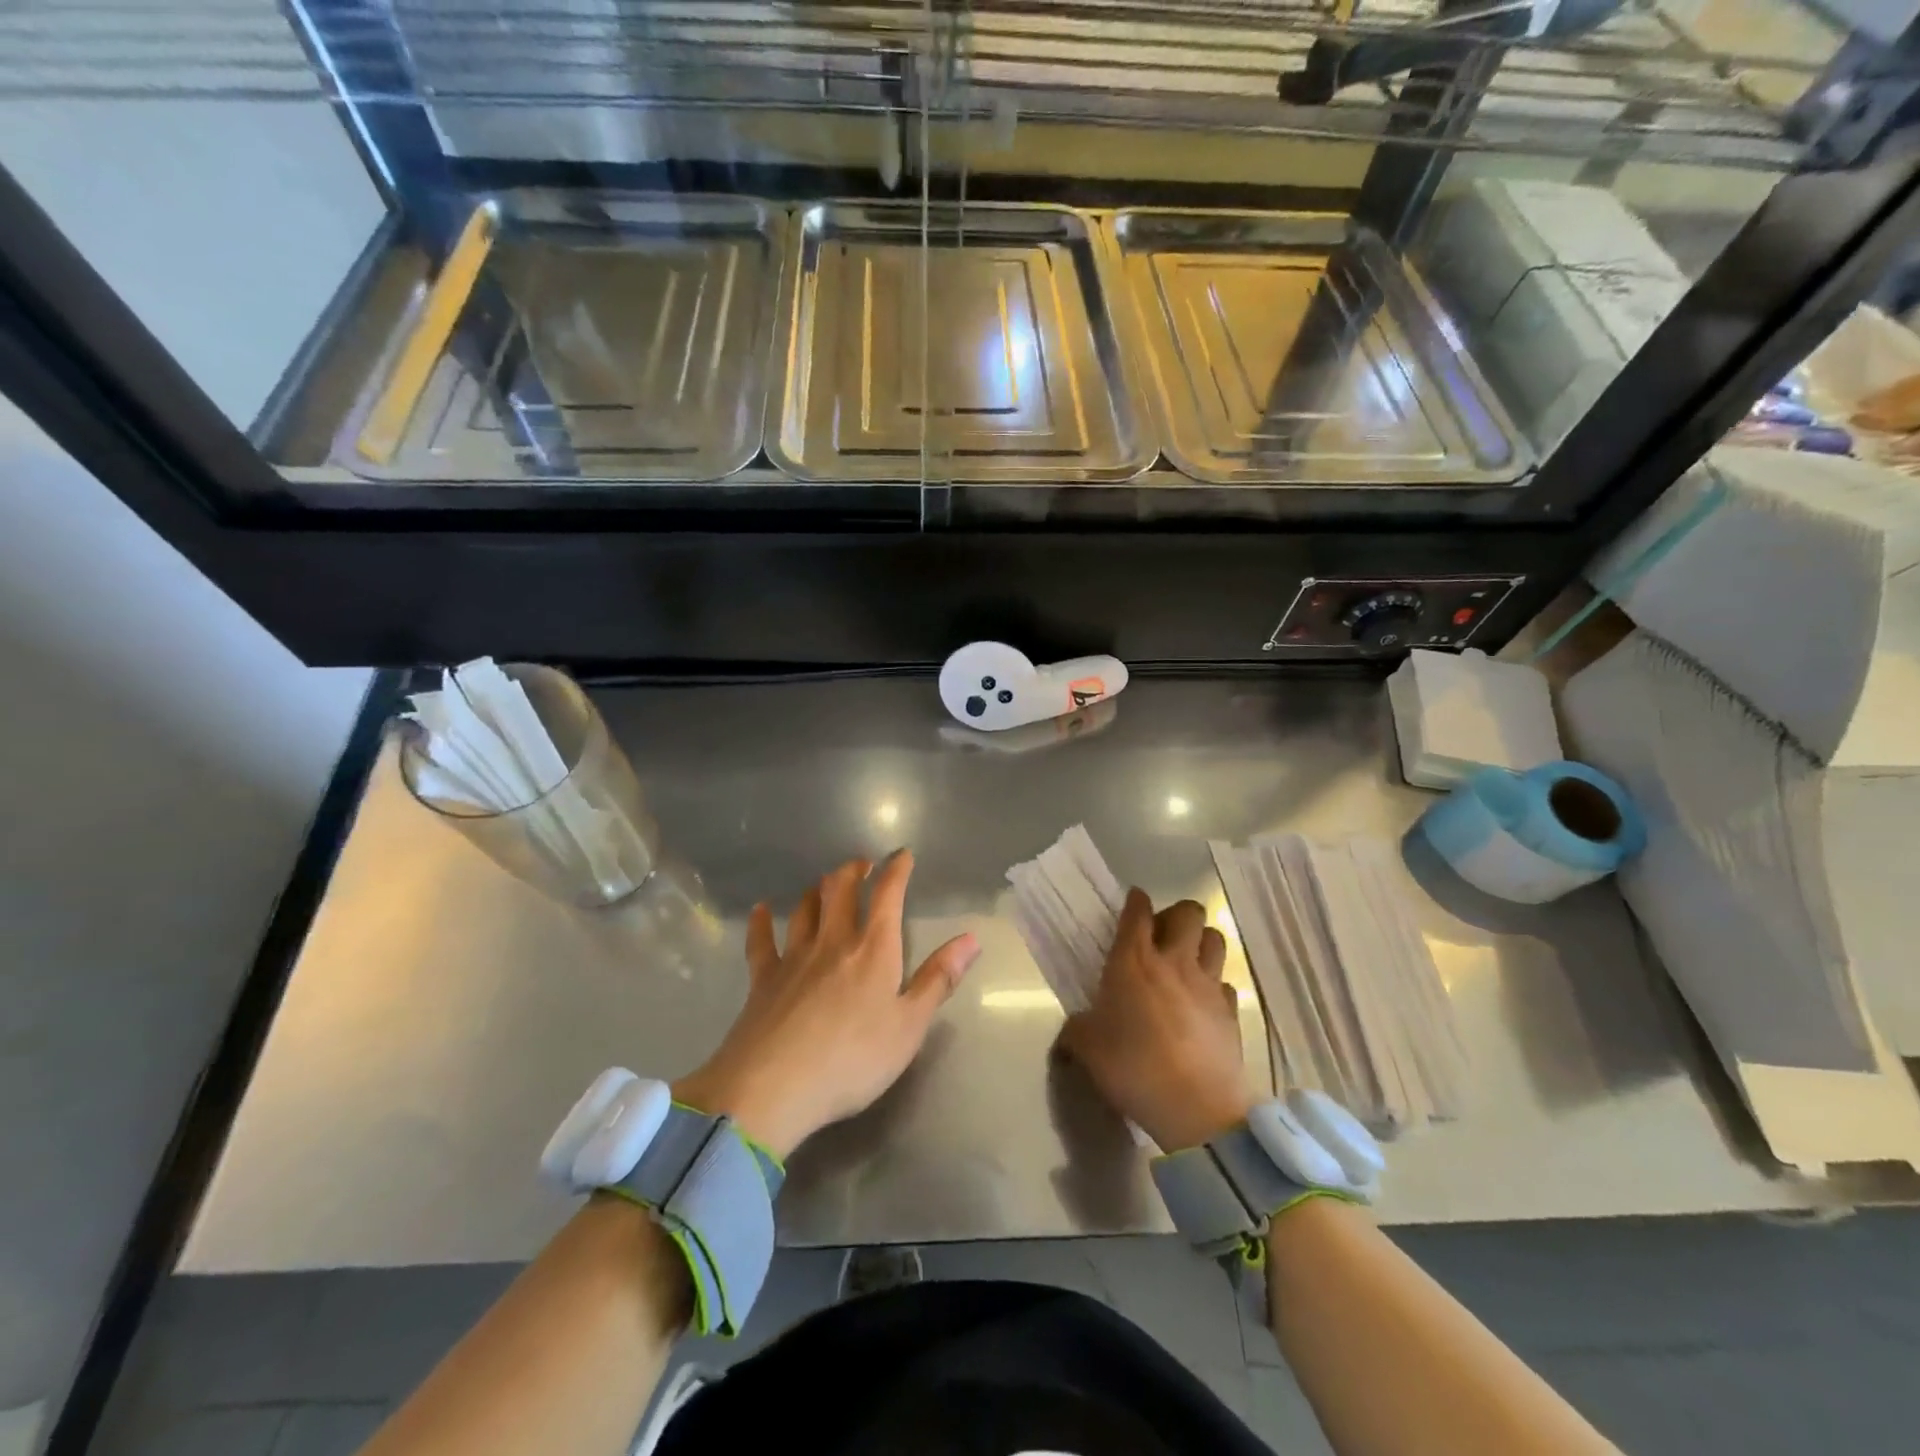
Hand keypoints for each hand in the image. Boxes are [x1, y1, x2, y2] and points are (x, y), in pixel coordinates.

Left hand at [675, 853, 980, 1158]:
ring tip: (823, 882)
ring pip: (805, 910)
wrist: (774, 1085)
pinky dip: (761, 922)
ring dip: (816, 890)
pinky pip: (761, 941)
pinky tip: (761, 909)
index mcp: (873, 950)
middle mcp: (833, 942)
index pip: (887, 896)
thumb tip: (971, 938)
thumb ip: (938, 980)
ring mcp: (794, 958)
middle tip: (861, 864)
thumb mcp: (910, 1026)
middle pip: (841, 891)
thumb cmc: (854, 1059)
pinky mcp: (762, 979)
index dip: (896, 871)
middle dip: (853, 872)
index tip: (902, 855)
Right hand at [1060, 889, 1252, 1151]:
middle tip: (1161, 935)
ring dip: (1201, 941)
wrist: (1197, 1108)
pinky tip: (1202, 1001)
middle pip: (1188, 912)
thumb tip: (1071, 1032)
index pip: (1138, 911)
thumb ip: (1076, 1030)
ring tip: (1186, 959)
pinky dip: (1214, 984)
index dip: (1135, 901)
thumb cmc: (1134, 1067)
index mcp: (1133, 960)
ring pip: (1215, 938)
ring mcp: (1207, 984)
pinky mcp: (1231, 1011)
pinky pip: (1225, 982)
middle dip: (1176, 914)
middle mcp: (1173, 961)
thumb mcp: (1087, 1049)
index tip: (1133, 902)